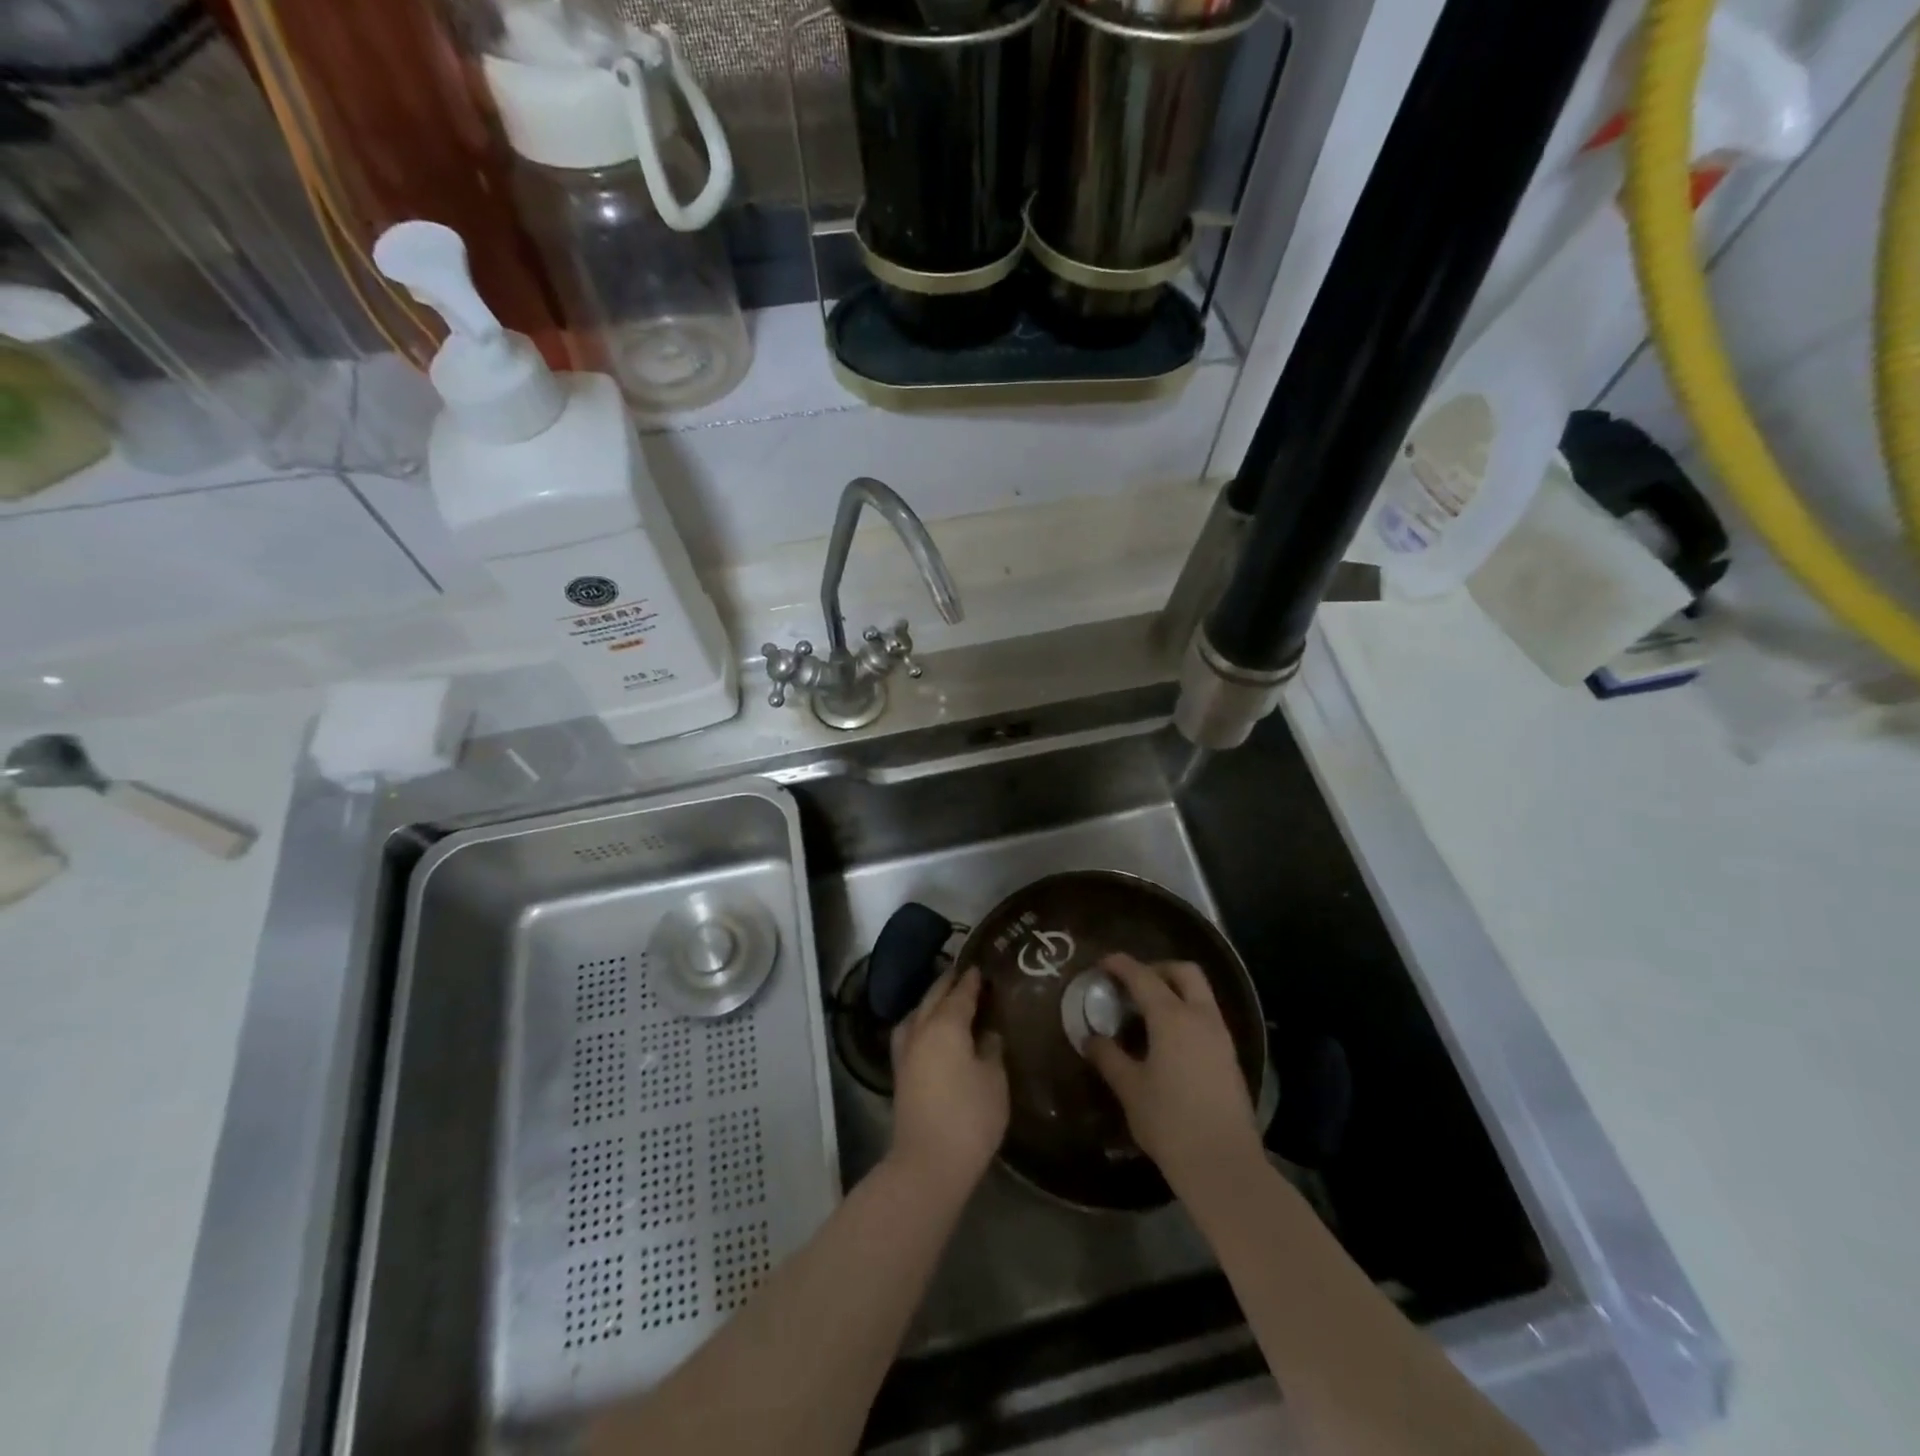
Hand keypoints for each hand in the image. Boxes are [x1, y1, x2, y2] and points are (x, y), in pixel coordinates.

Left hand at [887, 965, 1007, 1196]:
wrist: (928, 1163)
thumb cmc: (969, 1117)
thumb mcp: (994, 1080)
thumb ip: (992, 1049)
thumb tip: (988, 1033)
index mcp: (946, 1024)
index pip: (960, 993)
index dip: (971, 980)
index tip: (980, 966)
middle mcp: (921, 1030)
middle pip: (933, 997)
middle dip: (948, 983)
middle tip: (964, 973)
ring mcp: (906, 1051)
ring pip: (917, 1013)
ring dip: (931, 1001)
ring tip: (946, 998)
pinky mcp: (900, 1073)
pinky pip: (911, 1031)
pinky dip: (921, 1021)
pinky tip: (931, 1030)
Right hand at [1087, 953, 1263, 1195]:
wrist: (1224, 1165)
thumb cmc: (1169, 1122)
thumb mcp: (1130, 1089)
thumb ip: (1108, 1057)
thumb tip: (1090, 1038)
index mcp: (1172, 1018)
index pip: (1143, 977)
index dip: (1121, 965)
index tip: (1103, 962)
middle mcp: (1201, 1017)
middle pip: (1185, 972)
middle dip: (1158, 968)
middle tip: (1133, 983)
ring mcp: (1221, 1037)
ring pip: (1201, 994)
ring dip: (1175, 990)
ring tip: (1147, 1011)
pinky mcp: (1231, 1058)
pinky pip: (1207, 1017)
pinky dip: (1187, 1012)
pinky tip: (1168, 1039)